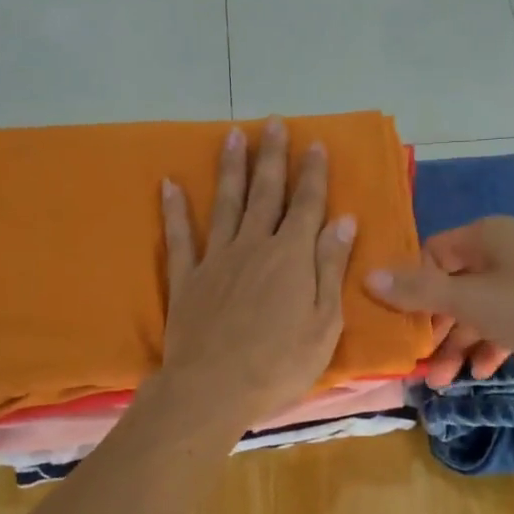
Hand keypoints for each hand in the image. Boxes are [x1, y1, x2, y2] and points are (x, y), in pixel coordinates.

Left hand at [157, 117, 356, 430]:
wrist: (213, 389)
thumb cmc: (280, 364)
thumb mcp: (324, 322)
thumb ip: (330, 267)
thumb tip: (344, 220)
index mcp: (291, 256)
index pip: (306, 205)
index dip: (312, 173)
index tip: (314, 143)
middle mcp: (253, 246)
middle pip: (265, 193)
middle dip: (272, 156)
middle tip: (273, 123)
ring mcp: (216, 259)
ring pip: (225, 203)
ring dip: (230, 168)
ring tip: (232, 135)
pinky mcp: (186, 278)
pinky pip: (180, 237)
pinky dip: (174, 210)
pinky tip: (169, 183)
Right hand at [364, 216, 513, 387]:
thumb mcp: (473, 300)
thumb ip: (420, 291)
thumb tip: (367, 275)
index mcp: (485, 237)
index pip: (431, 255)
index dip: (412, 289)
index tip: (399, 325)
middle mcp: (504, 253)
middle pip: (453, 287)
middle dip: (435, 327)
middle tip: (419, 363)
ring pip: (479, 311)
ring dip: (459, 344)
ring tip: (442, 381)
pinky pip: (505, 324)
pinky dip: (490, 345)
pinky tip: (482, 371)